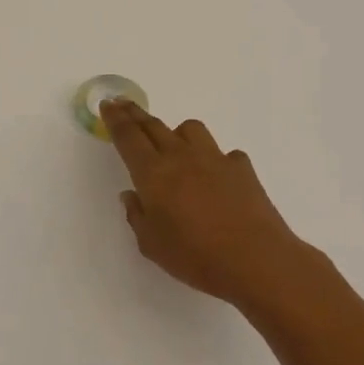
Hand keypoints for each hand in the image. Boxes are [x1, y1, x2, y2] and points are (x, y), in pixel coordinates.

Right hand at [102, 99, 320, 312]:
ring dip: (177, 133)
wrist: (256, 260)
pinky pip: (223, 153)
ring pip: (190, 129)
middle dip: (136, 114)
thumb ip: (137, 216)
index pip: (128, 136)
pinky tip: (216, 176)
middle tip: (124, 105)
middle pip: (154, 126)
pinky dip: (214, 159)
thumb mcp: (151, 245)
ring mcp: (214, 158)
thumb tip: (132, 195)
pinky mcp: (241, 168)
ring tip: (174, 146)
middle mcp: (181, 157)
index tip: (108, 104)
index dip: (115, 119)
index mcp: (153, 173)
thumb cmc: (195, 256)